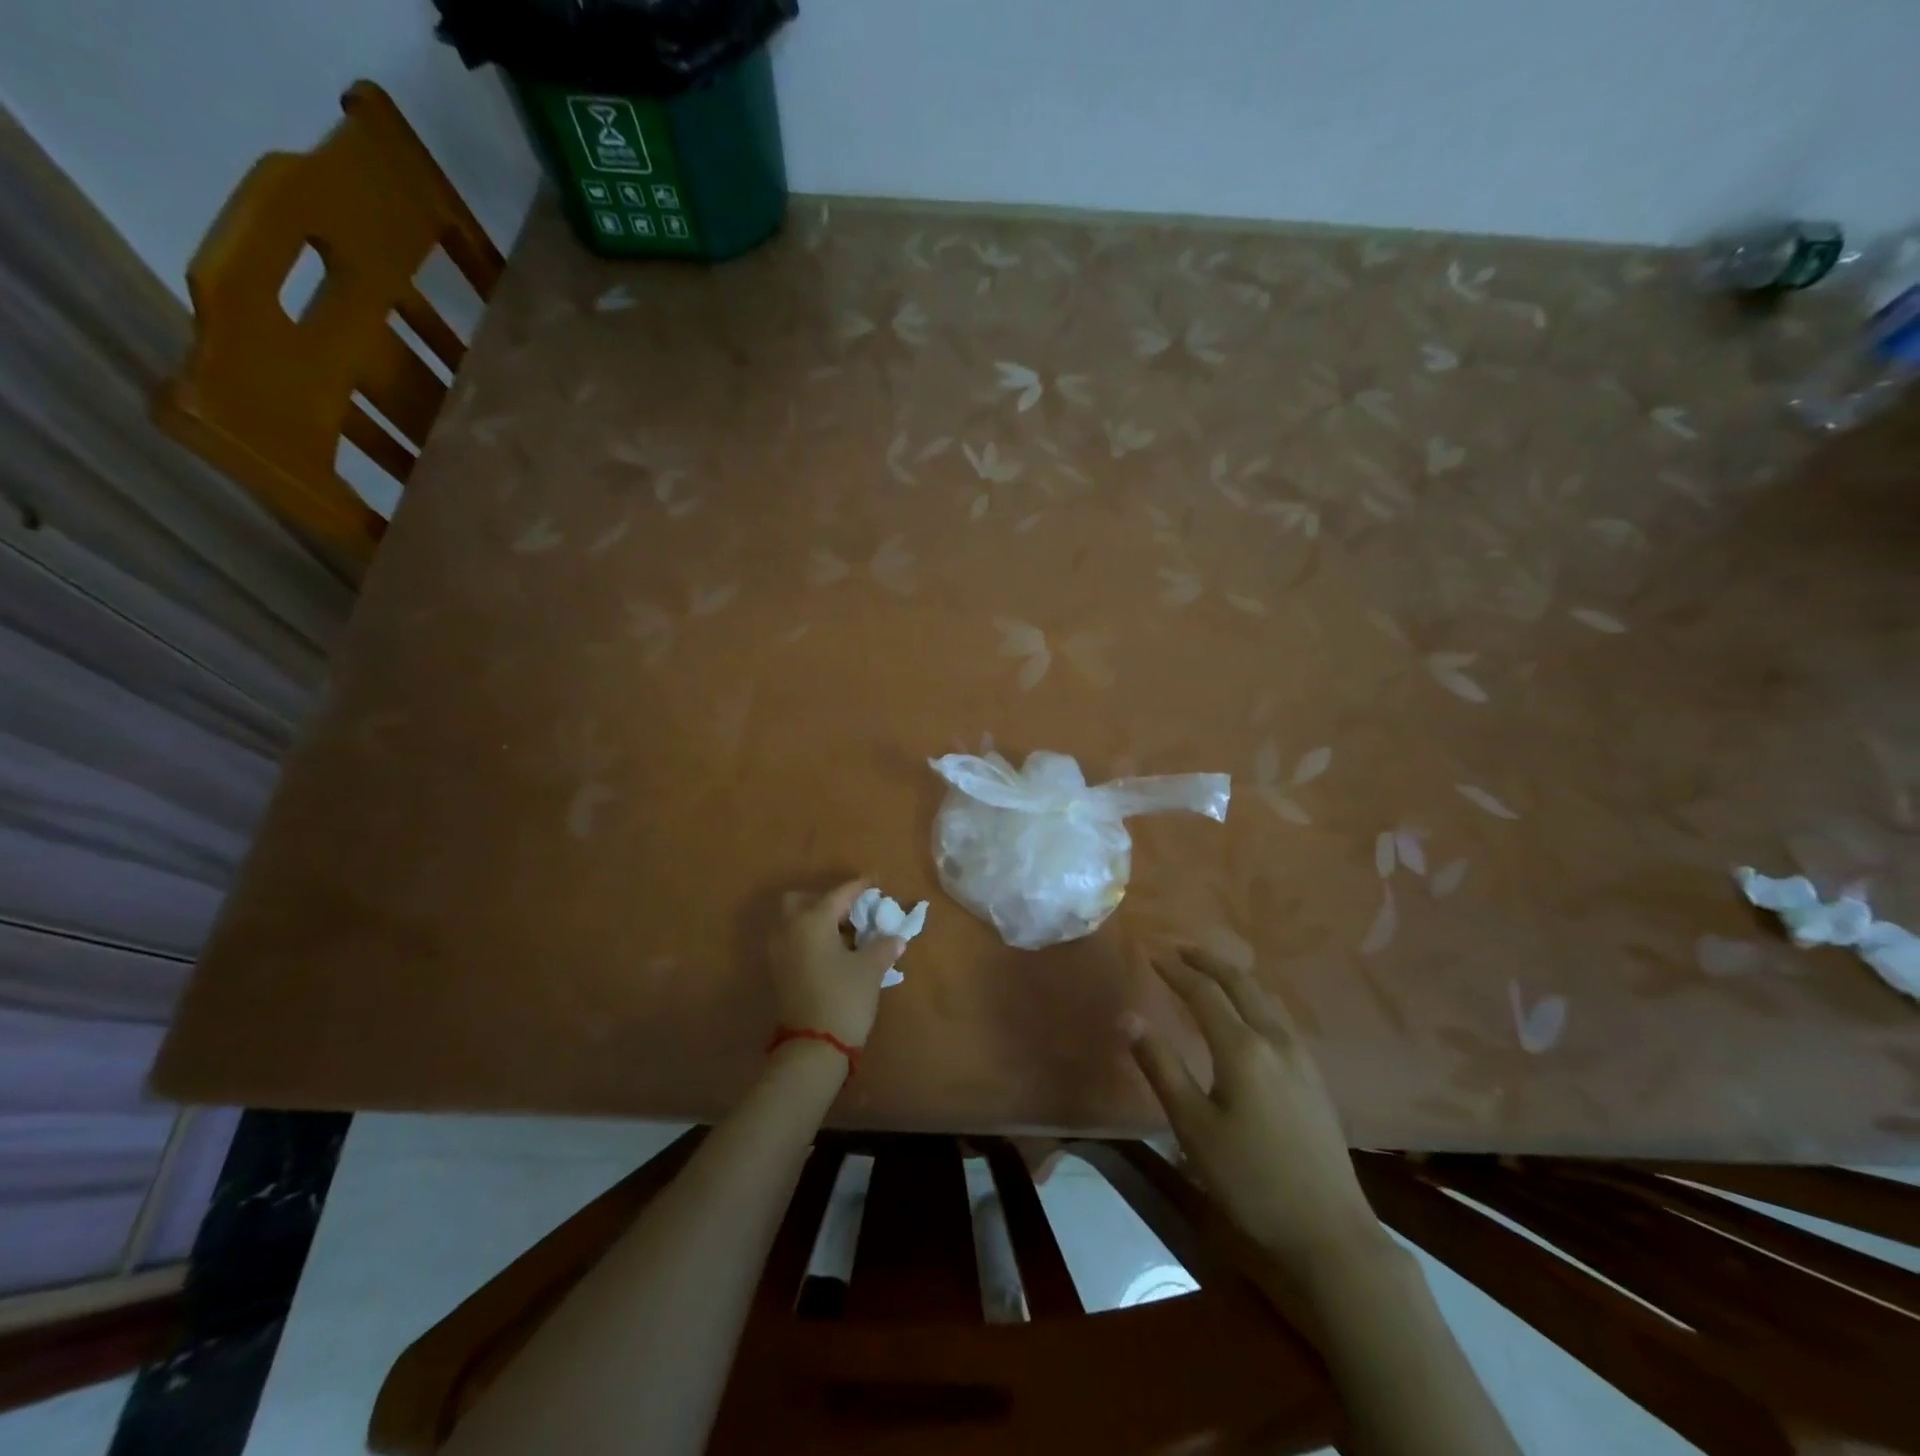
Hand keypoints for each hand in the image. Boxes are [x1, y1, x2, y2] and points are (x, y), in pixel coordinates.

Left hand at [769, 880, 903, 1050]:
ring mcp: (778, 952)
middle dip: (825, 901)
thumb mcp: (870, 969)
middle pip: (802, 901)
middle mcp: (789, 929)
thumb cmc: (844, 998)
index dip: (860, 887)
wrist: (813, 1048)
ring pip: (794, 922)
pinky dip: (810, 938)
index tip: (875, 881)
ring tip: (846, 934)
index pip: (839, 894)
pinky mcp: (778, 972)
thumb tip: (895, 938)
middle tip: (851, 911)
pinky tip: (834, 952)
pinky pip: (793, 941)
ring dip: (816, 921)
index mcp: (811, 920)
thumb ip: (883, 947)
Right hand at [1125, 948, 1377, 1266]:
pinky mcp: (1314, 1076)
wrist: (1330, 1233)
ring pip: (1265, 997)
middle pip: (1241, 983)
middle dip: (1208, 961)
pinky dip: (1255, 998)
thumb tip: (1128, 1017)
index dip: (1175, 971)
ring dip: (1234, 976)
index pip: (1203, 993)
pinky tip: (1248, 1014)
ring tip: (1210, 972)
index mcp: (1242, 1048)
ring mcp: (1301, 1057)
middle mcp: (1275, 1040)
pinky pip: (1279, 1016)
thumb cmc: (1251, 1180)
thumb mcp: (1193, 1127)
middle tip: (1180, 950)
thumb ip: (1161, 1067)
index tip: (1151, 956)